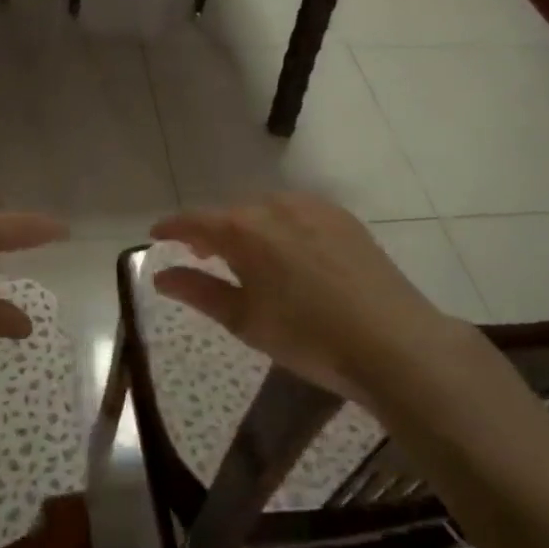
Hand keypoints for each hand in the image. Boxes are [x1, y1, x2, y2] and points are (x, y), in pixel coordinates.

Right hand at [151, 194, 451, 402]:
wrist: (392, 341)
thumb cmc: (308, 338)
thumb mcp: (246, 320)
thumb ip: (199, 291)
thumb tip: (161, 275)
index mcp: (243, 230)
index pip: (195, 220)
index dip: (172, 227)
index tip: (156, 235)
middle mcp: (274, 205)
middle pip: (230, 213)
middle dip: (212, 231)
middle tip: (204, 256)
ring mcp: (312, 206)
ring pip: (265, 209)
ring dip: (248, 227)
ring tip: (249, 258)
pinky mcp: (341, 216)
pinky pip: (297, 212)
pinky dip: (282, 225)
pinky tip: (292, 254)